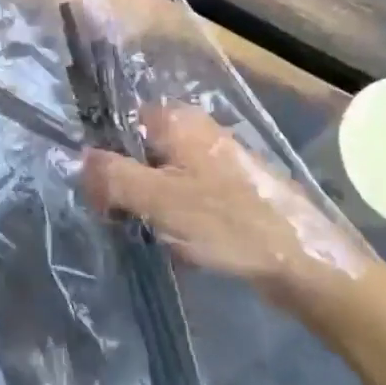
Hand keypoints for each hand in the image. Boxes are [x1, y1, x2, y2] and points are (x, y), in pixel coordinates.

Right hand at [81, 107, 370, 319]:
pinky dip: (176, 219)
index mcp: (178, 121)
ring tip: (153, 235)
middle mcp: (196, 132)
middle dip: (127, 187)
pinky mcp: (229, 192)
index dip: (104, 157)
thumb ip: (113, 176)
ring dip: (150, 207)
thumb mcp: (159, 199)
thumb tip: (80, 161)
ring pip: (161, 178)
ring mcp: (215, 162)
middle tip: (123, 221)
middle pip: (140, 152)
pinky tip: (181, 245)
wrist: (304, 263)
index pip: (121, 124)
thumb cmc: (227, 223)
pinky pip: (185, 198)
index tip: (100, 196)